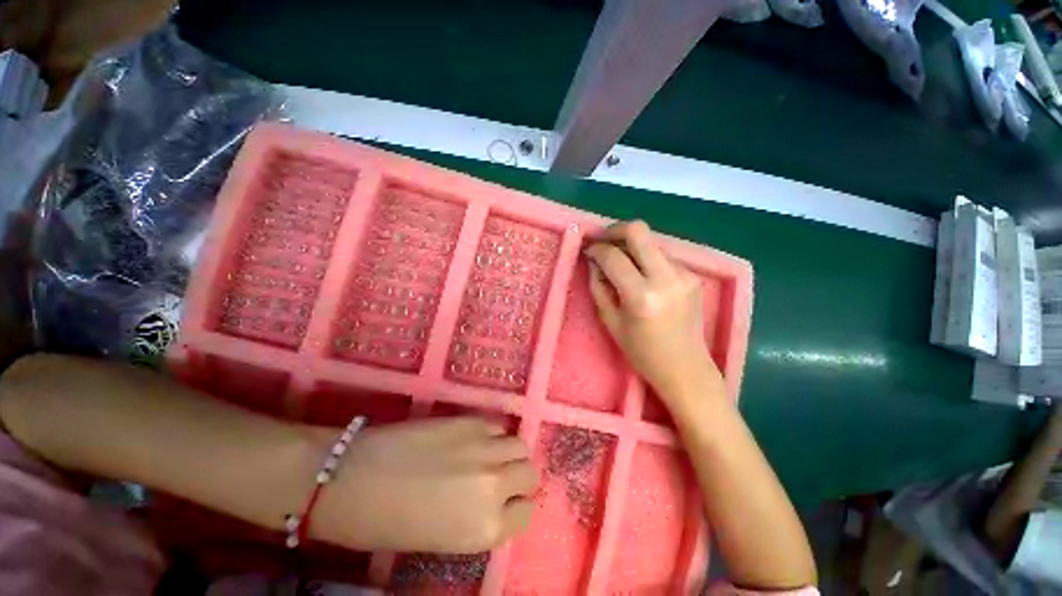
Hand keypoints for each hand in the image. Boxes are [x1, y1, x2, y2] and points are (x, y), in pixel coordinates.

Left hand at [315, 418, 538, 553]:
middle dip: (520, 476)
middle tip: (502, 476)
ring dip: (510, 452)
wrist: (351, 478)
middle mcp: (494, 485)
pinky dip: (493, 434)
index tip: (509, 501)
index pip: (526, 512)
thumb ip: (478, 518)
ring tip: (491, 455)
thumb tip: (497, 499)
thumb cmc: (386, 523)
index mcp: (485, 528)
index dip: (518, 506)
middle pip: (529, 472)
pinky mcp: (470, 420)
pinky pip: (497, 426)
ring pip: (519, 444)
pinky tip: (474, 440)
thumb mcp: (441, 539)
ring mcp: (484, 448)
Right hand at [584, 221, 723, 403]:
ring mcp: (684, 273)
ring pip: (651, 241)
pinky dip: (646, 258)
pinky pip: (663, 255)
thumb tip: (593, 261)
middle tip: (602, 241)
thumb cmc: (642, 352)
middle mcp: (666, 278)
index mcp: (641, 296)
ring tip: (621, 262)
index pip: (613, 257)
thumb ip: (598, 286)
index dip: (596, 249)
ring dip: (631, 246)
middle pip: (638, 231)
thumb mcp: (611, 321)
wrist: (686, 367)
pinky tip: (641, 275)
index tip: (588, 251)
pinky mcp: (693, 275)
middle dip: (614, 230)